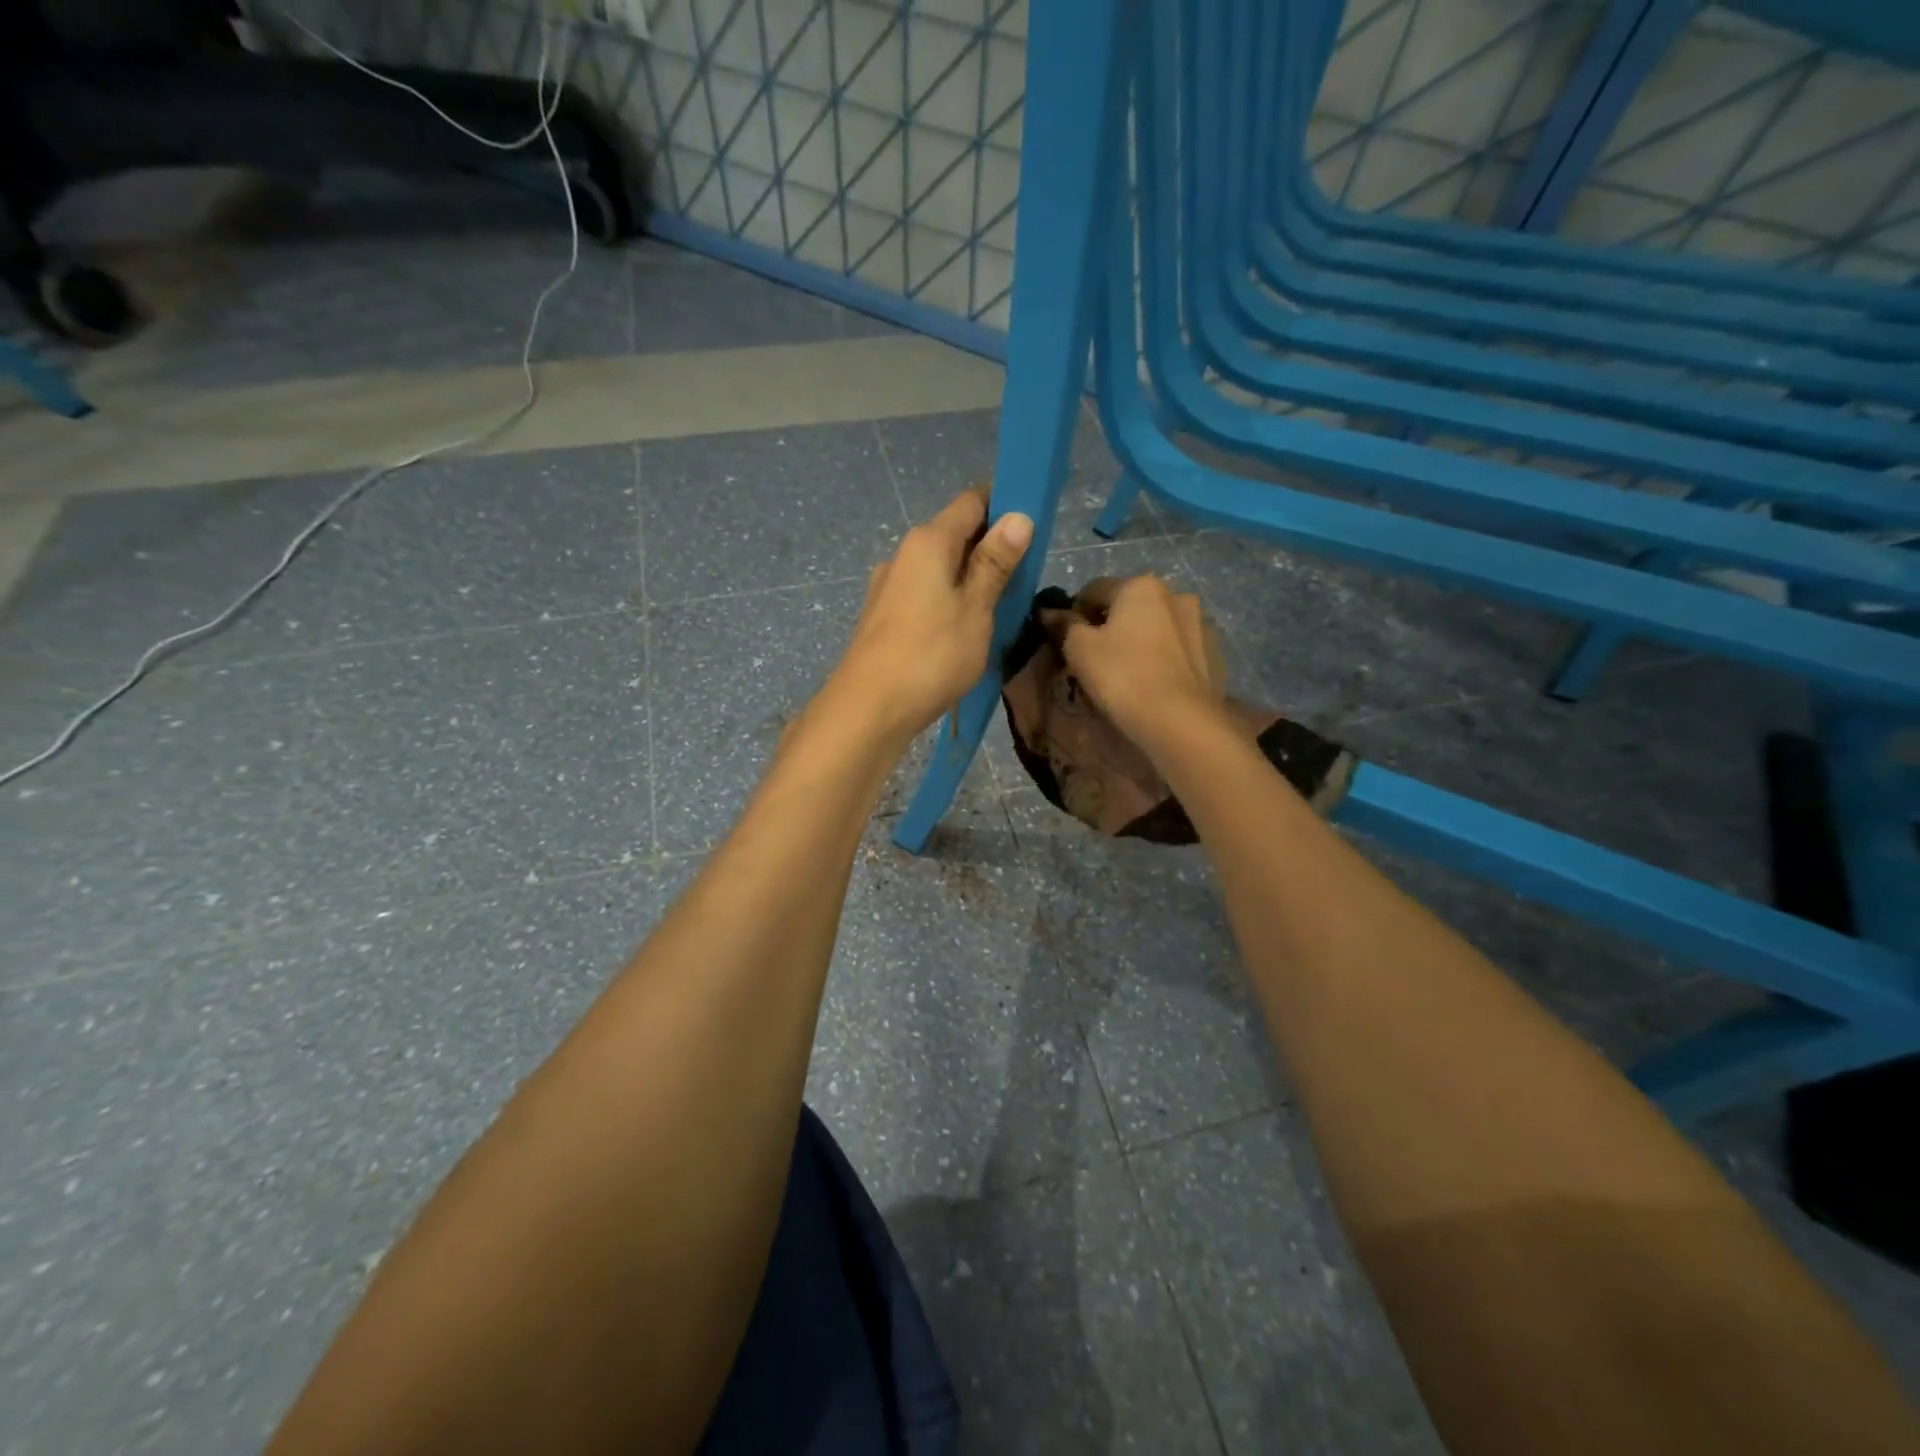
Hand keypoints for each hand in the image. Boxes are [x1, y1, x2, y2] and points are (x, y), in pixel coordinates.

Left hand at [828, 485, 1033, 740]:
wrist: (868, 708)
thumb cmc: (931, 655)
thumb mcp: (976, 608)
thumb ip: (995, 563)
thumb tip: (1017, 516)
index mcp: (928, 541)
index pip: (973, 501)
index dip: (1006, 504)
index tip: (1035, 524)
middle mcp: (903, 554)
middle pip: (955, 534)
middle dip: (991, 547)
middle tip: (1025, 575)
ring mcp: (888, 586)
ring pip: (940, 569)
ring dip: (970, 578)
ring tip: (1001, 608)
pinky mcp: (883, 616)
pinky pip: (925, 594)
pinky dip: (949, 601)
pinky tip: (965, 630)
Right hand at [1058, 575, 1226, 746]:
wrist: (1180, 721)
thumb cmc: (1122, 677)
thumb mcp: (1079, 650)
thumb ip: (1064, 624)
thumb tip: (1049, 611)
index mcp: (1140, 586)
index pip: (1094, 590)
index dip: (1074, 613)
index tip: (1067, 641)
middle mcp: (1175, 594)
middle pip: (1130, 606)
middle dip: (1111, 626)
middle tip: (1096, 660)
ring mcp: (1201, 623)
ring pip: (1157, 627)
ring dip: (1140, 641)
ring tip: (1129, 674)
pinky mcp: (1215, 653)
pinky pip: (1179, 649)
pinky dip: (1164, 659)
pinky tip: (1155, 684)